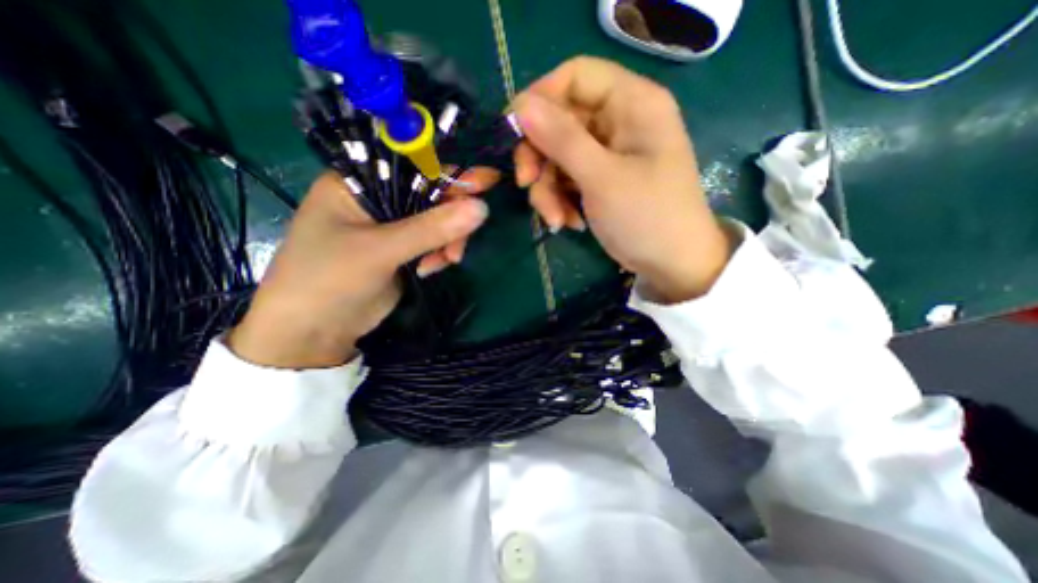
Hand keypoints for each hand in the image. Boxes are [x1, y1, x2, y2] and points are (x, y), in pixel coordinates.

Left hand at [230, 169, 497, 368]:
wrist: (313, 332)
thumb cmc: (329, 280)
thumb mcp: (381, 251)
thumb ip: (431, 229)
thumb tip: (482, 208)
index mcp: (356, 184)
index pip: (411, 167)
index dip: (449, 174)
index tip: (486, 182)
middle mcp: (374, 200)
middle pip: (429, 195)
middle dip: (450, 218)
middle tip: (460, 242)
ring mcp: (389, 227)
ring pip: (435, 221)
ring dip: (447, 240)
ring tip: (445, 262)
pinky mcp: (400, 250)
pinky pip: (432, 242)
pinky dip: (439, 254)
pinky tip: (431, 269)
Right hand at [510, 54, 728, 302]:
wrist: (671, 263)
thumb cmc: (647, 218)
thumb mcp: (602, 178)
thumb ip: (562, 140)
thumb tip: (521, 106)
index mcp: (632, 103)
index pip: (574, 76)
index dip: (540, 99)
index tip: (514, 132)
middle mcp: (619, 121)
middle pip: (560, 121)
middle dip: (539, 157)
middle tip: (526, 185)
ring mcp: (608, 153)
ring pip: (558, 156)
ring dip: (548, 190)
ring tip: (556, 219)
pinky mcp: (600, 179)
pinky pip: (566, 179)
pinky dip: (561, 201)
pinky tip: (569, 222)